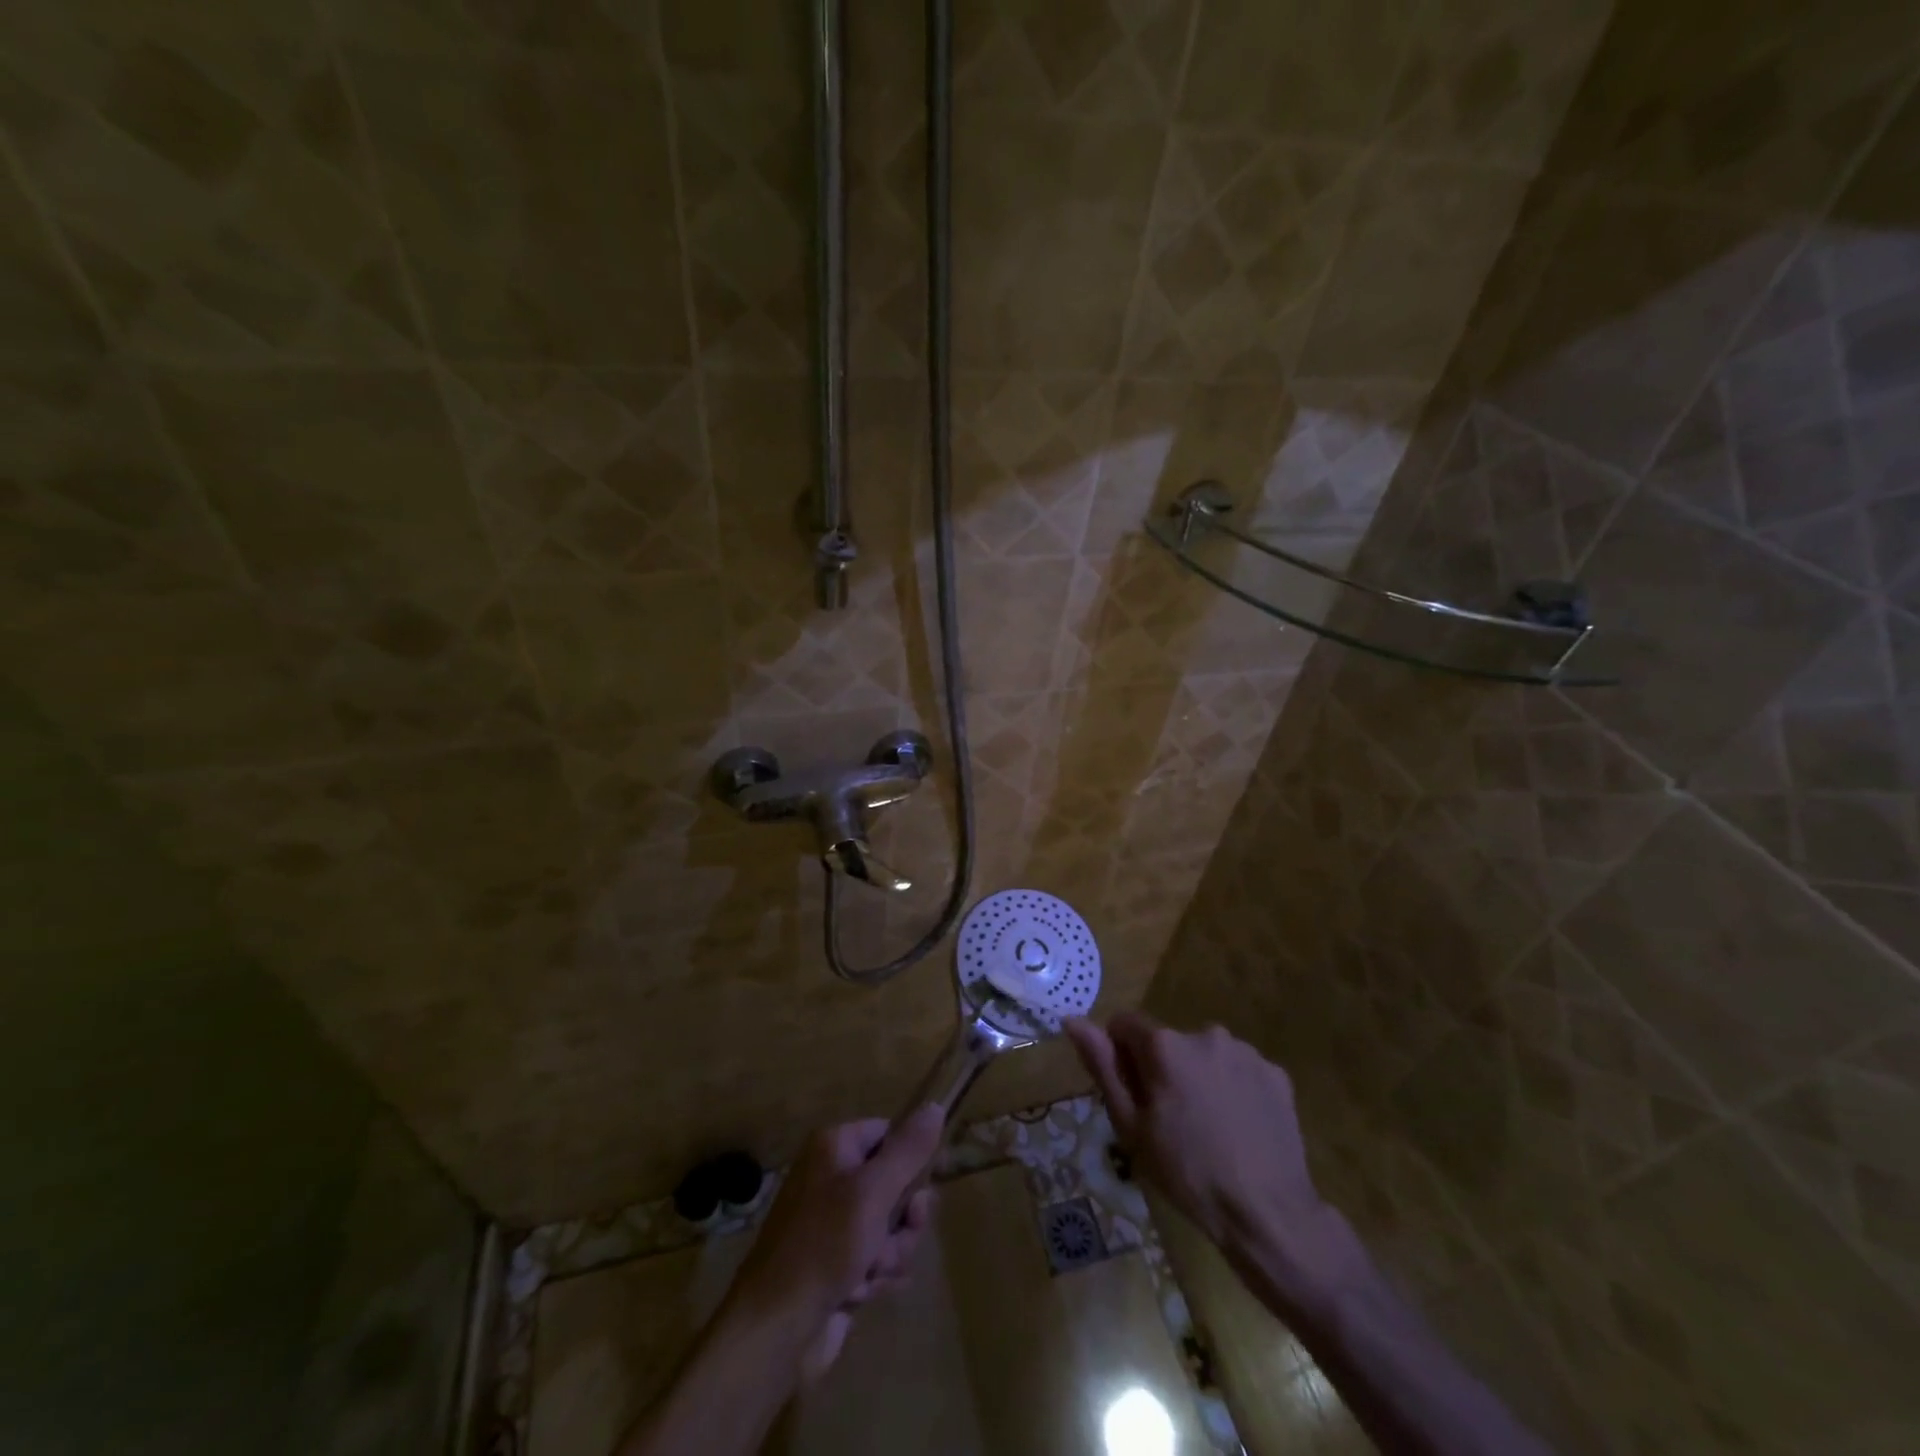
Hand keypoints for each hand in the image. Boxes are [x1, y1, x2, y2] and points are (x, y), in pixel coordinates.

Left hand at [726, 1106, 942, 1381]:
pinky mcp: (837, 1262)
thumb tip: (935, 1106)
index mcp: (834, 1147)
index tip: (921, 1190)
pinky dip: (874, 1275)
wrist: (775, 1329)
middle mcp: (832, 1176)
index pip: (888, 1133)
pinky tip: (857, 1293)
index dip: (909, 1161)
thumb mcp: (873, 1192)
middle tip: (892, 1240)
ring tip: (868, 1273)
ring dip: (889, 1252)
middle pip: (894, 1183)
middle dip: (902, 1220)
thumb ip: (908, 1150)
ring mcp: (833, 1222)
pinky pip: (876, 1256)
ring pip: (890, 1224)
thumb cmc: (824, 1246)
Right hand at [1065, 1013, 1327, 1257]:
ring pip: (1205, 1055)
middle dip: (1163, 1069)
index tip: (1132, 1094)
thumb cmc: (1188, 1173)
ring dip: (1199, 1077)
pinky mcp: (1276, 1073)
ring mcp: (1245, 1052)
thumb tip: (1072, 1020)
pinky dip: (1234, 1089)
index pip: (1125, 1024)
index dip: (1120, 1055)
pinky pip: (1240, 1071)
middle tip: (1170, 1120)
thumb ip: (1103, 1066)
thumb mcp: (1132, 1126)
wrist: (1268, 1213)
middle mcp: (1205, 1033)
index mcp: (1165, 1045)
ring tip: (1209, 1128)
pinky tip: (1239, 1128)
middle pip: (1168, 1042)